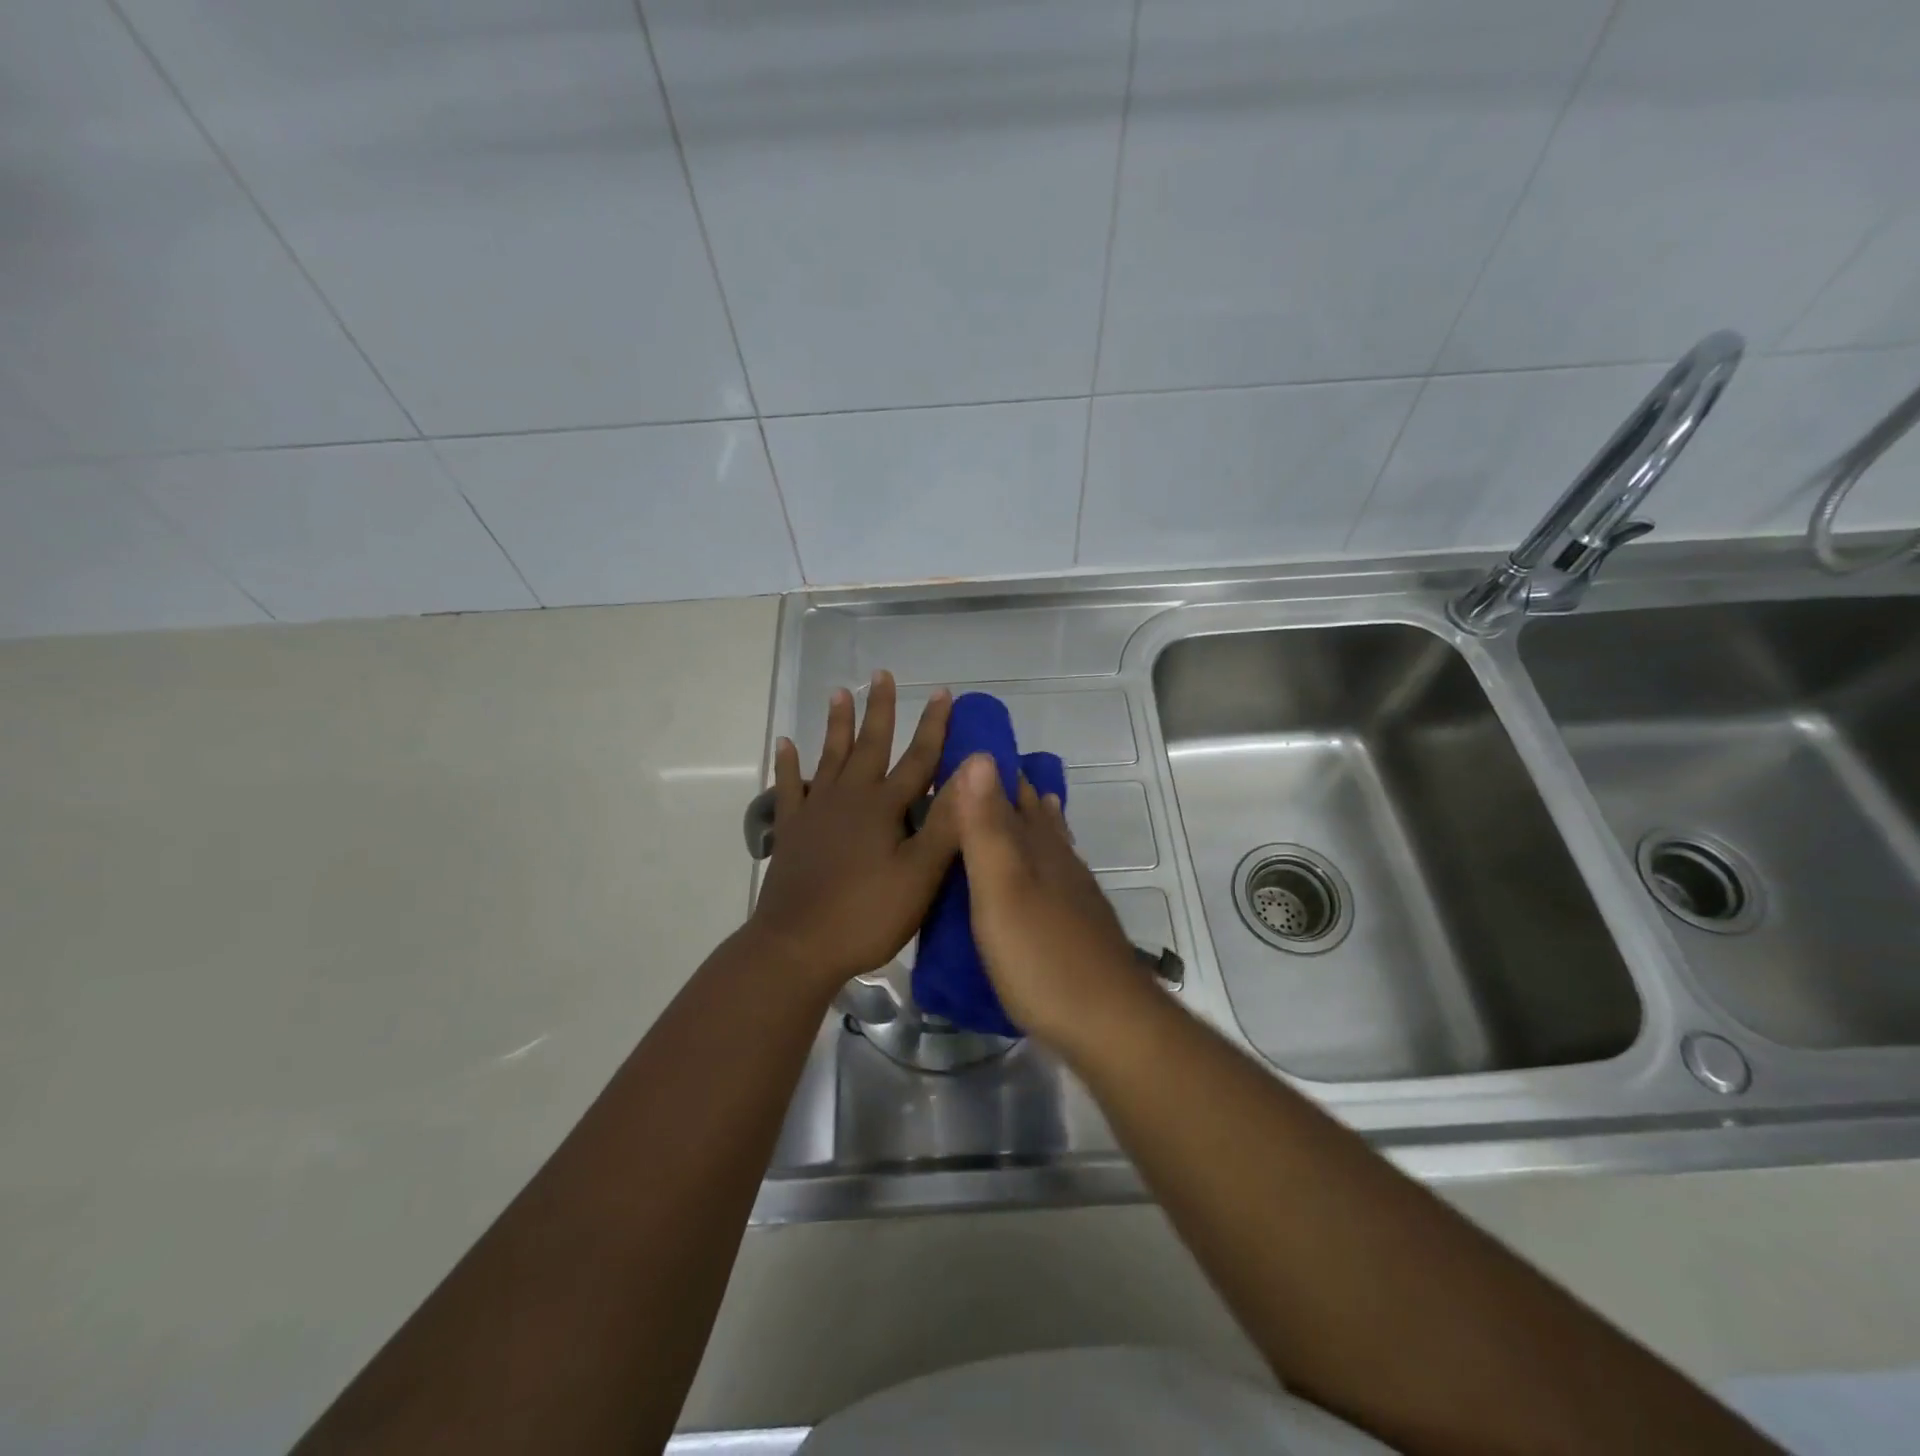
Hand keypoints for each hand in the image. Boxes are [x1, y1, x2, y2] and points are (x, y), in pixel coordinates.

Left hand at [748, 672, 959, 991]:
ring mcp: (816, 811)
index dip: (934, 726)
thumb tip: (974, 769)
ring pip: (829, 757)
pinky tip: (785, 744)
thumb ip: (946, 821)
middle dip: (880, 709)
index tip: (942, 693)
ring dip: (836, 724)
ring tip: (839, 693)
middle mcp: (849, 797)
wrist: (797, 946)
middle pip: (869, 745)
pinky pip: (790, 787)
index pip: (917, 758)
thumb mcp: (920, 874)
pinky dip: (788, 765)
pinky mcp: (791, 830)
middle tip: (881, 674)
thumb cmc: (867, 914)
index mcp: (884, 807)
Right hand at [948, 753, 1149, 1053]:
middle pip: (1035, 816)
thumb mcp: (1000, 888)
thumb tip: (981, 756)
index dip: (990, 772)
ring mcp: (1075, 895)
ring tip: (1031, 799)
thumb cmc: (1041, 955)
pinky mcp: (1081, 925)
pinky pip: (1062, 873)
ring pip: (1053, 843)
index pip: (1010, 796)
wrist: (1108, 1021)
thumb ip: (987, 826)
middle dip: (1014, 791)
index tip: (970, 747)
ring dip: (1038, 819)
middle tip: (988, 770)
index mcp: (1035, 849)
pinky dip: (1053, 857)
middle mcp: (1059, 862)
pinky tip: (1056, 869)